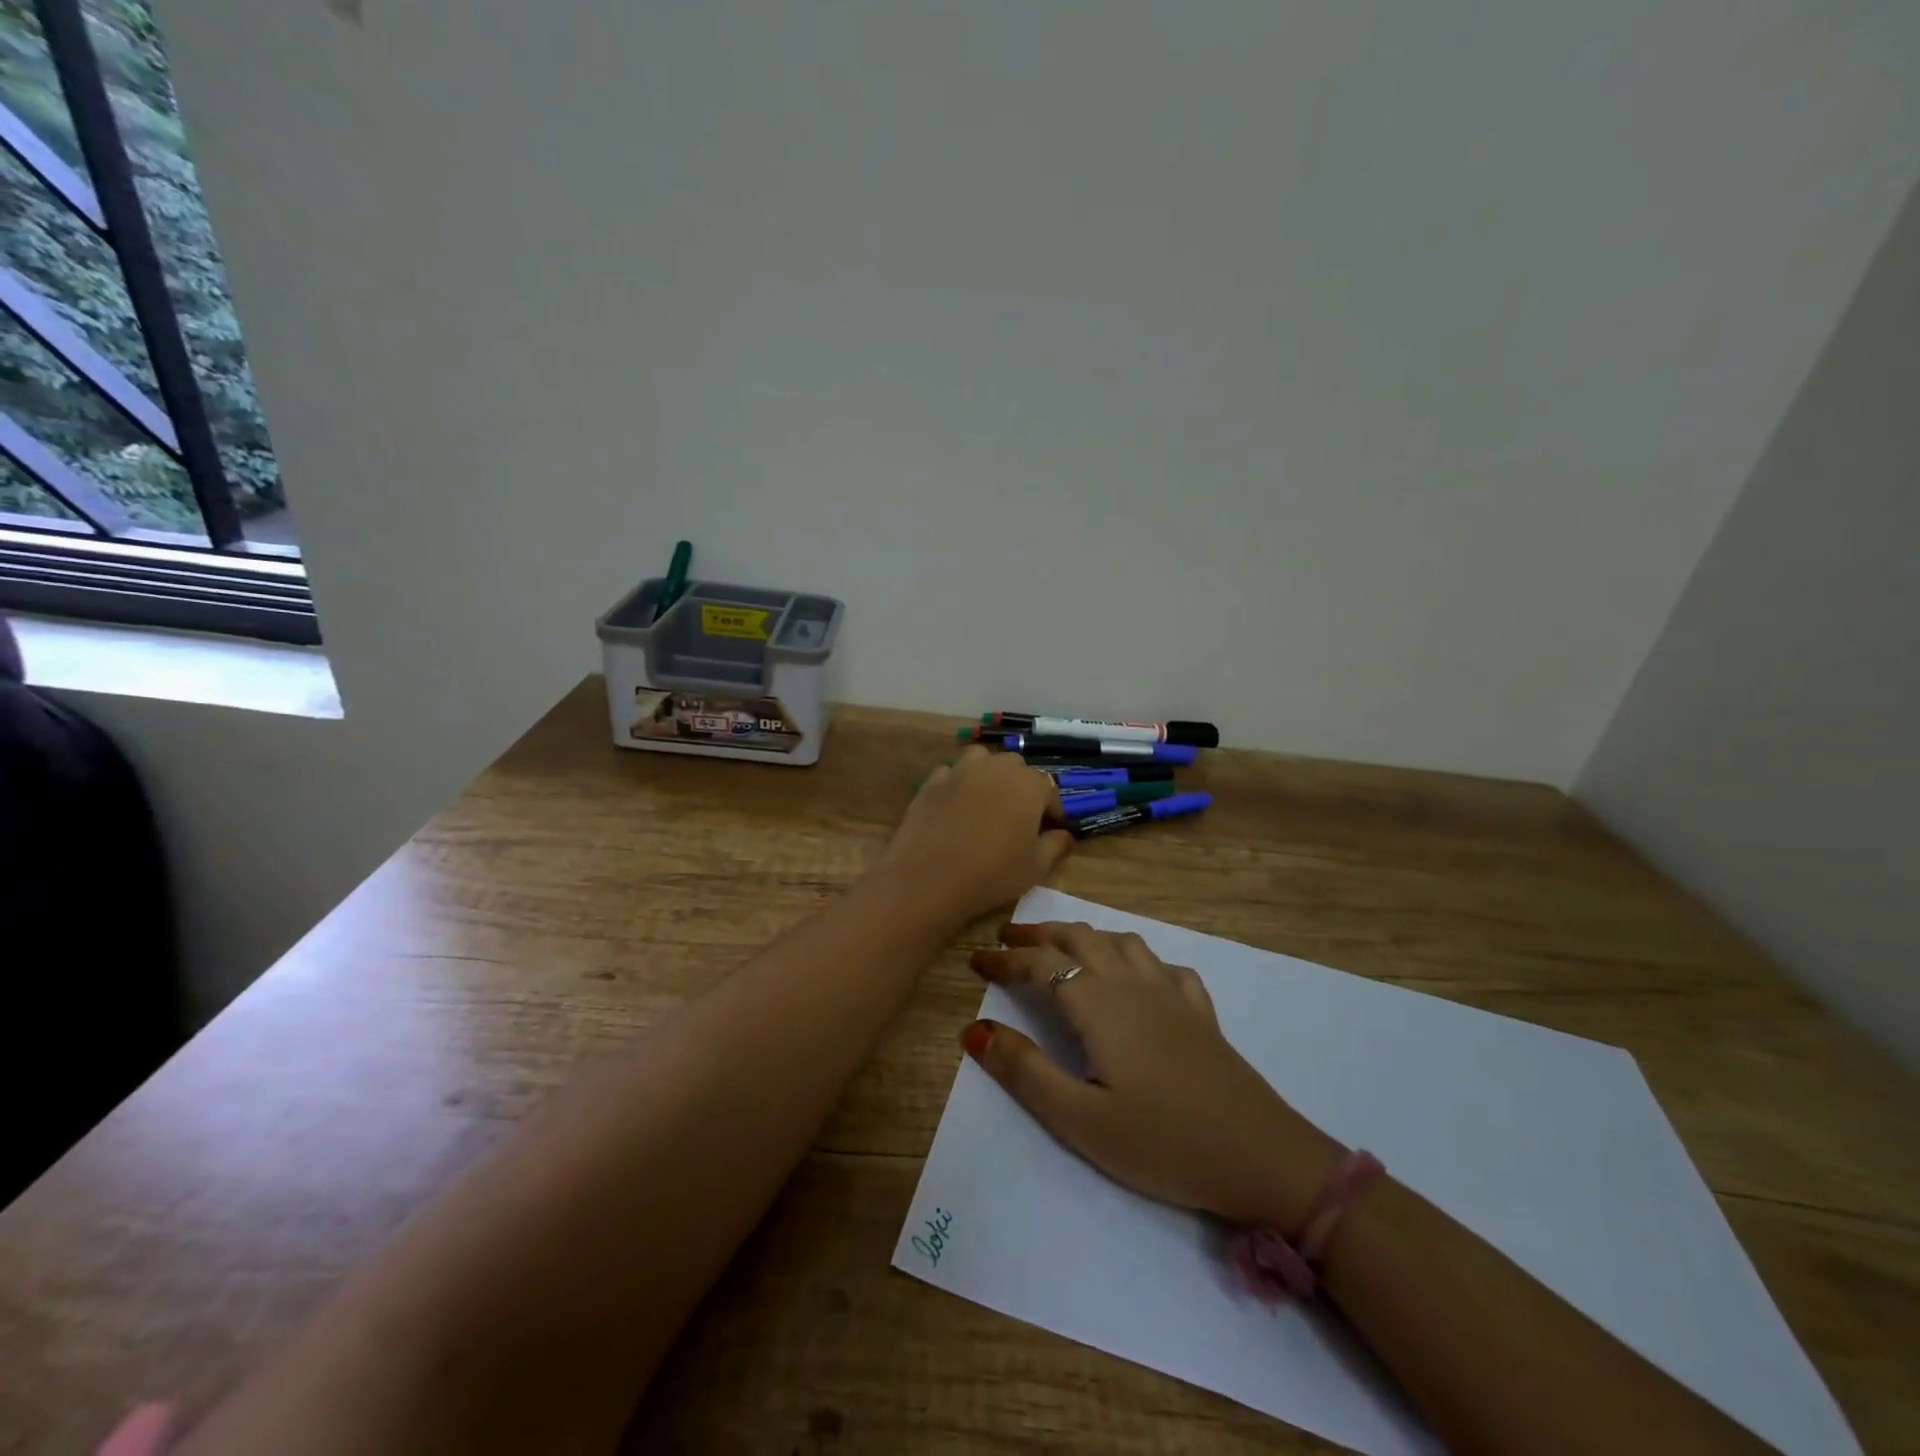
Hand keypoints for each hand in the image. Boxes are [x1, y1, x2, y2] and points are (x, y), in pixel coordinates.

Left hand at [876, 747, 1072, 928]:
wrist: (929, 877)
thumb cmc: (992, 873)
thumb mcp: (1035, 867)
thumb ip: (1055, 845)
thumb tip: (1063, 834)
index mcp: (1029, 785)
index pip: (1049, 790)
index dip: (1051, 810)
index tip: (1049, 830)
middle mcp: (996, 767)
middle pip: (1016, 768)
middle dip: (1021, 788)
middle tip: (1017, 818)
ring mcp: (961, 770)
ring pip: (982, 760)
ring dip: (989, 775)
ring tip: (986, 803)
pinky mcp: (932, 781)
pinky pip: (951, 774)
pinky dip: (957, 784)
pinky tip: (955, 807)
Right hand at [964, 921, 1344, 1227]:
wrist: (1261, 1157)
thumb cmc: (1162, 1142)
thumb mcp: (1080, 1120)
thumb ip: (1025, 1071)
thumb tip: (975, 1030)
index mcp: (1100, 1004)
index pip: (1042, 963)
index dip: (1006, 958)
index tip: (976, 959)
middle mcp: (1133, 983)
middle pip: (1080, 937)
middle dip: (1040, 934)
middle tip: (1008, 940)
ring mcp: (1172, 993)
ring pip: (1121, 941)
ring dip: (1085, 935)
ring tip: (1063, 948)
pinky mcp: (1200, 1011)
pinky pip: (1163, 965)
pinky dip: (1137, 958)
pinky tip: (1137, 977)